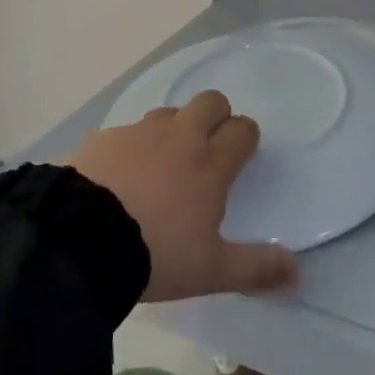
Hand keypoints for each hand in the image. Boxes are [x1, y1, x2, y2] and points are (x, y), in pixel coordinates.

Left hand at [68, 90, 298, 301]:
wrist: (78, 242)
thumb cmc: (155, 253)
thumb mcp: (210, 271)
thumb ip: (255, 268)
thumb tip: (297, 272)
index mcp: (210, 163)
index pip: (242, 129)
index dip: (245, 137)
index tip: (242, 154)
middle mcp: (180, 137)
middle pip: (210, 102)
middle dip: (215, 117)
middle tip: (207, 149)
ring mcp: (139, 133)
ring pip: (167, 114)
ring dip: (172, 131)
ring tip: (160, 167)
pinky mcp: (102, 138)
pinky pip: (126, 132)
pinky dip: (130, 148)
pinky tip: (118, 179)